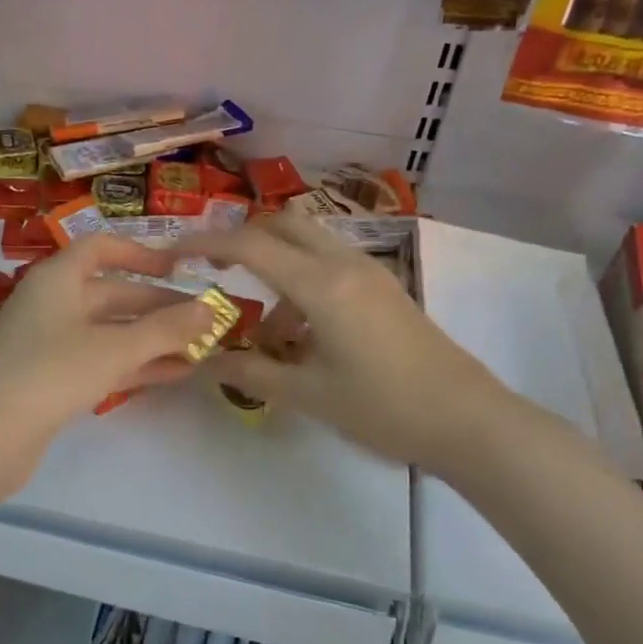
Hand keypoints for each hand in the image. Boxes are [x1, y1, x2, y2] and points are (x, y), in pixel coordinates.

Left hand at [0, 235, 217, 479]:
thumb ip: (165, 329)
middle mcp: (52, 304)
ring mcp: (49, 344)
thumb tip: (210, 309)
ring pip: (109, 332)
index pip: (101, 248)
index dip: (140, 254)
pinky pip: (100, 362)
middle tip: (204, 319)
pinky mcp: (50, 381)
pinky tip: (173, 374)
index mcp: (58, 279)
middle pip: (111, 294)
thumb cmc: (50, 372)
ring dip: (151, 339)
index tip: (179, 270)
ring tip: (199, 348)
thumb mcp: (114, 348)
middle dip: (158, 306)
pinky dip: (133, 366)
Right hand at [177, 213, 512, 466]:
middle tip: (215, 273)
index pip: (250, 245)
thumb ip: (251, 372)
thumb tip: (205, 361)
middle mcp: (345, 264)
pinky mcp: (383, 289)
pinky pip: (329, 267)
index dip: (206, 244)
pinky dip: (301, 284)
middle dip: (242, 240)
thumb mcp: (308, 394)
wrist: (467, 420)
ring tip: (266, 332)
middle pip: (282, 223)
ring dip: (275, 268)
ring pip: (308, 244)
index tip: (174, 254)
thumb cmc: (384, 407)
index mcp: (322, 285)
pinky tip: (302, 338)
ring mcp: (369, 273)